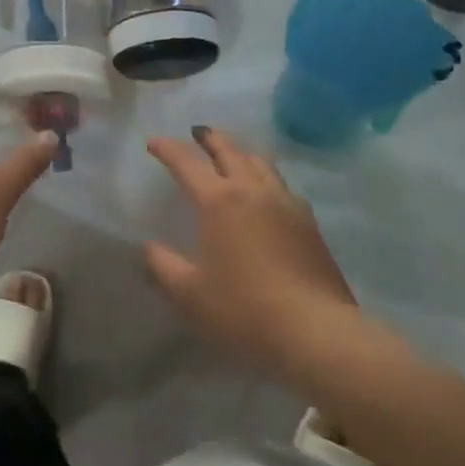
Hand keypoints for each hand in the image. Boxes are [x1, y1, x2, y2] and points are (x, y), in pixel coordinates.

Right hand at [143, 126, 358, 379]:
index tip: (153, 143)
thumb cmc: (244, 310)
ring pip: (259, 162)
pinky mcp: (308, 222)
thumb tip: (148, 247)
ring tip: (232, 155)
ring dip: (240, 153)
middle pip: (228, 150)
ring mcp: (284, 202)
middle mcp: (250, 190)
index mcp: (217, 200)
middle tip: (197, 133)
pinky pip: (282, 185)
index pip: (186, 163)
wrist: (316, 332)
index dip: (167, 149)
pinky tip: (267, 193)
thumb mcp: (190, 294)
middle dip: (209, 138)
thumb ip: (162, 266)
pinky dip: (266, 178)